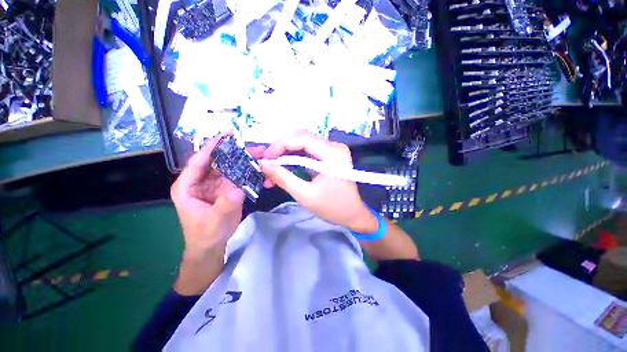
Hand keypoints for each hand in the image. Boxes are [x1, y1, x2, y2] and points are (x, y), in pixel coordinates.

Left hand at [171, 135, 264, 255]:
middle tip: (248, 144)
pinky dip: (245, 171)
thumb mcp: (216, 219)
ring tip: (256, 153)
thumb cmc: (206, 234)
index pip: (199, 162)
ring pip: (227, 168)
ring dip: (240, 160)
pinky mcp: (224, 189)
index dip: (211, 147)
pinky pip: (235, 177)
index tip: (226, 135)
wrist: (211, 246)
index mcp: (188, 186)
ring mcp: (213, 185)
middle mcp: (200, 182)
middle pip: (215, 162)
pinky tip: (255, 167)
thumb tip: (239, 186)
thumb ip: (227, 202)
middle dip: (231, 152)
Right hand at [260, 131, 377, 233]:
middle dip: (281, 149)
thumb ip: (283, 178)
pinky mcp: (330, 156)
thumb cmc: (333, 207)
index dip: (280, 145)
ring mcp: (333, 150)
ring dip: (286, 155)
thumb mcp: (305, 195)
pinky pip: (308, 152)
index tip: (265, 158)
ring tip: (272, 169)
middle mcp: (334, 146)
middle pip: (302, 138)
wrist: (352, 215)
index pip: (302, 138)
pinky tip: (284, 169)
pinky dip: (295, 159)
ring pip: (303, 144)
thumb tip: (263, 164)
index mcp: (333, 153)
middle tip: (267, 163)